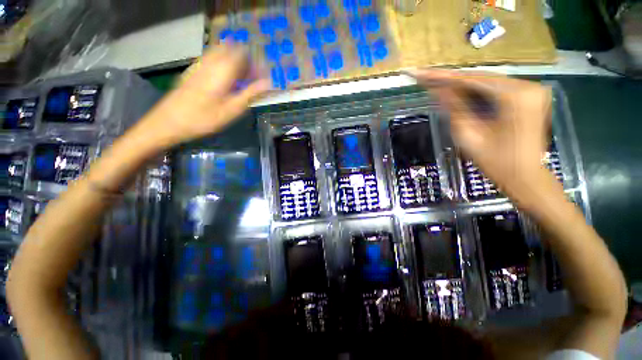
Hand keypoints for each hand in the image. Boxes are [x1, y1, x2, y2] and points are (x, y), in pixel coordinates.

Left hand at [137, 44, 270, 147]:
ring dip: (235, 62)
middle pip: (232, 50)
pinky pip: (212, 59)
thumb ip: (250, 94)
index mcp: (222, 70)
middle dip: (246, 61)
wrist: (169, 121)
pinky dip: (224, 65)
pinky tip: (226, 81)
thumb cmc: (204, 118)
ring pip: (222, 53)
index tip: (263, 76)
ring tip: (242, 80)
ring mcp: (200, 64)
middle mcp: (211, 61)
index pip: (244, 55)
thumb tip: (267, 83)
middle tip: (253, 79)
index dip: (256, 63)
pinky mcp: (193, 70)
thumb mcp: (231, 110)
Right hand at [411, 69, 555, 204]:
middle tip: (424, 78)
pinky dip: (475, 91)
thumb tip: (437, 89)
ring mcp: (531, 90)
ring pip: (487, 83)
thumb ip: (454, 107)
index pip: (472, 79)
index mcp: (516, 96)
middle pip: (480, 78)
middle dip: (450, 80)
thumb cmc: (496, 162)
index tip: (420, 73)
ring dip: (461, 85)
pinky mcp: (529, 97)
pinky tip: (457, 92)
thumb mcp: (469, 135)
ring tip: (435, 84)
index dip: (442, 77)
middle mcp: (528, 86)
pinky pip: (496, 89)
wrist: (525, 177)